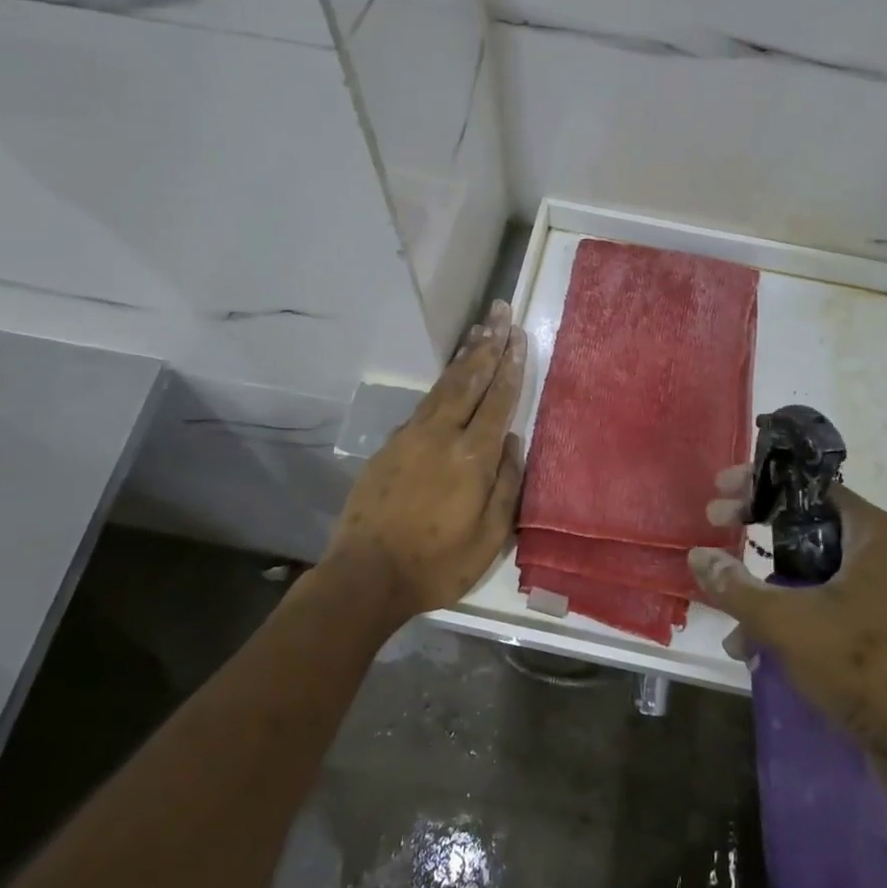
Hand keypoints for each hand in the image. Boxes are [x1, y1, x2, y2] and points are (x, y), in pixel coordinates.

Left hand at [324, 301, 526, 619]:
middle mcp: (442, 434)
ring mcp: (411, 437)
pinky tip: (449, 379)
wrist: (367, 575)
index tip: (519, 336)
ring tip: (479, 330)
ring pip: (443, 386)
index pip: (498, 400)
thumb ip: (506, 486)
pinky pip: (423, 405)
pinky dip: (442, 384)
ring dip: (464, 357)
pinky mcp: (390, 446)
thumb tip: (512, 443)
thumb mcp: (489, 537)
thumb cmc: (437, 564)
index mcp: (472, 456)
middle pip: (469, 379)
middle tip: (500, 312)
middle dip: (488, 343)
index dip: (511, 366)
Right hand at [688, 472, 886, 831]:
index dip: (759, 485)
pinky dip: (799, 619)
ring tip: (736, 628)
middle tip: (718, 535)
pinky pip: (835, 609)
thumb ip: (737, 587)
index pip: (808, 486)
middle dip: (758, 540)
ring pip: (818, 575)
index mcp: (873, 533)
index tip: (721, 493)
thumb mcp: (788, 623)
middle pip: (809, 528)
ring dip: (772, 593)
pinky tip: (764, 653)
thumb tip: (699, 556)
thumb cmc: (865, 666)